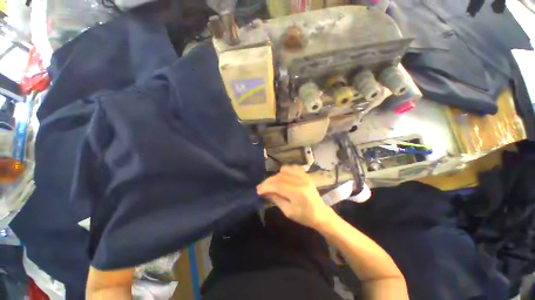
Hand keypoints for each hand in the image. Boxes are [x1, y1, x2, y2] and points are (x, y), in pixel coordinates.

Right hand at [257, 166, 332, 228]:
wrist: (320, 213)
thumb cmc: (304, 216)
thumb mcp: (288, 211)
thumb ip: (276, 199)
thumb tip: (264, 191)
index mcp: (298, 193)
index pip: (277, 185)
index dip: (266, 186)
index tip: (258, 190)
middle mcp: (301, 181)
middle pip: (279, 177)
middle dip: (268, 181)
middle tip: (261, 187)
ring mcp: (304, 176)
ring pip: (284, 170)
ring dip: (275, 176)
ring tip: (272, 184)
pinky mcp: (305, 175)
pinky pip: (292, 167)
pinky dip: (284, 171)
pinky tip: (282, 176)